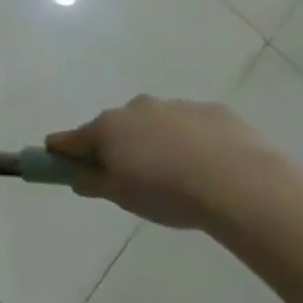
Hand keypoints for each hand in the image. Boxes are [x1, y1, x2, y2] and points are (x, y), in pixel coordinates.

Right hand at [46, 95, 284, 229]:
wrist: (240, 182)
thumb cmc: (167, 192)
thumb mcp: (120, 197)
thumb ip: (92, 183)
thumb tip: (77, 175)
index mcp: (107, 128)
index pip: (69, 138)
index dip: (62, 152)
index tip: (64, 166)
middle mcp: (135, 108)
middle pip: (114, 128)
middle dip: (117, 148)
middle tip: (133, 179)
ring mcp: (175, 106)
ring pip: (154, 125)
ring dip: (156, 144)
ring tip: (180, 177)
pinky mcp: (212, 111)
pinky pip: (191, 127)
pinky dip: (192, 142)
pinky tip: (210, 168)